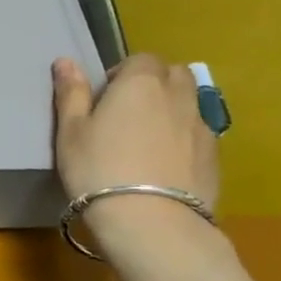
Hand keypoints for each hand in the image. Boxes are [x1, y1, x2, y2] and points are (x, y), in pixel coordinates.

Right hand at [53, 54, 219, 245]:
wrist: (150, 221)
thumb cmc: (98, 169)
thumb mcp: (71, 132)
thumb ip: (71, 93)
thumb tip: (65, 60)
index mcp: (140, 83)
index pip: (141, 59)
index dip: (123, 73)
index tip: (105, 98)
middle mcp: (178, 96)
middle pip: (174, 74)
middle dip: (155, 83)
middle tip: (129, 112)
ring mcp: (201, 126)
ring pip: (191, 103)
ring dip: (172, 109)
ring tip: (148, 139)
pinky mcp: (215, 157)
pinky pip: (199, 134)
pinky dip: (184, 139)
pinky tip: (165, 165)